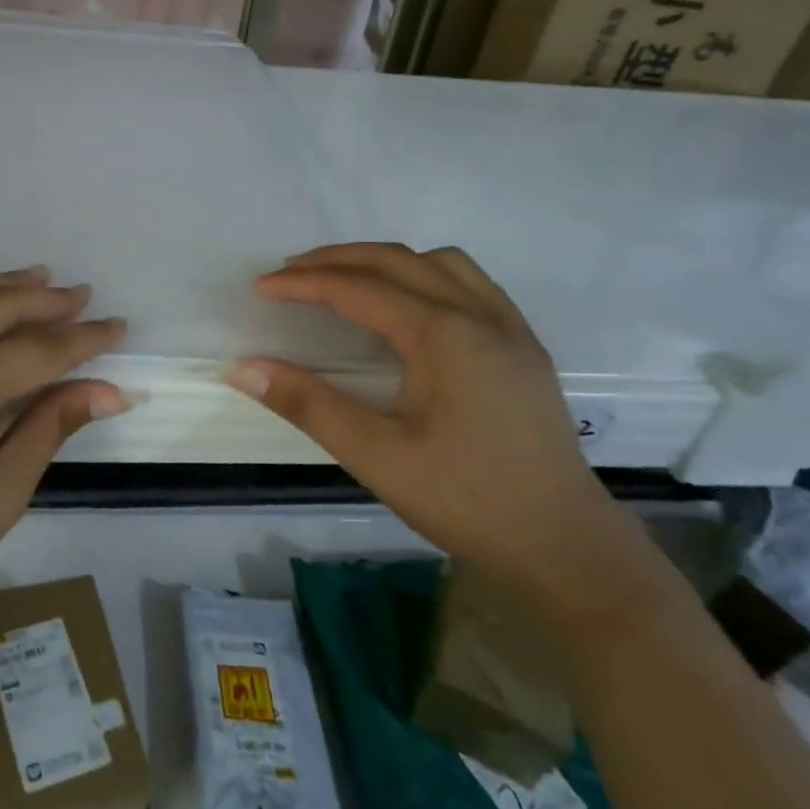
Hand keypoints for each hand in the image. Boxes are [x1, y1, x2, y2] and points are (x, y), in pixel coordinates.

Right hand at [227, 244, 643, 608]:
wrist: (567, 548)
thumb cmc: (467, 500)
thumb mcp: (376, 455)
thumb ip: (307, 403)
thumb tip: (242, 368)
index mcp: (444, 334)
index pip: (358, 289)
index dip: (304, 284)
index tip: (260, 288)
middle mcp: (480, 314)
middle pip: (397, 260)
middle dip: (337, 260)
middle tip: (290, 274)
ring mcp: (510, 327)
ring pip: (439, 262)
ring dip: (385, 260)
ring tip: (345, 281)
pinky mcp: (524, 346)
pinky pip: (469, 282)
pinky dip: (424, 274)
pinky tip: (409, 305)